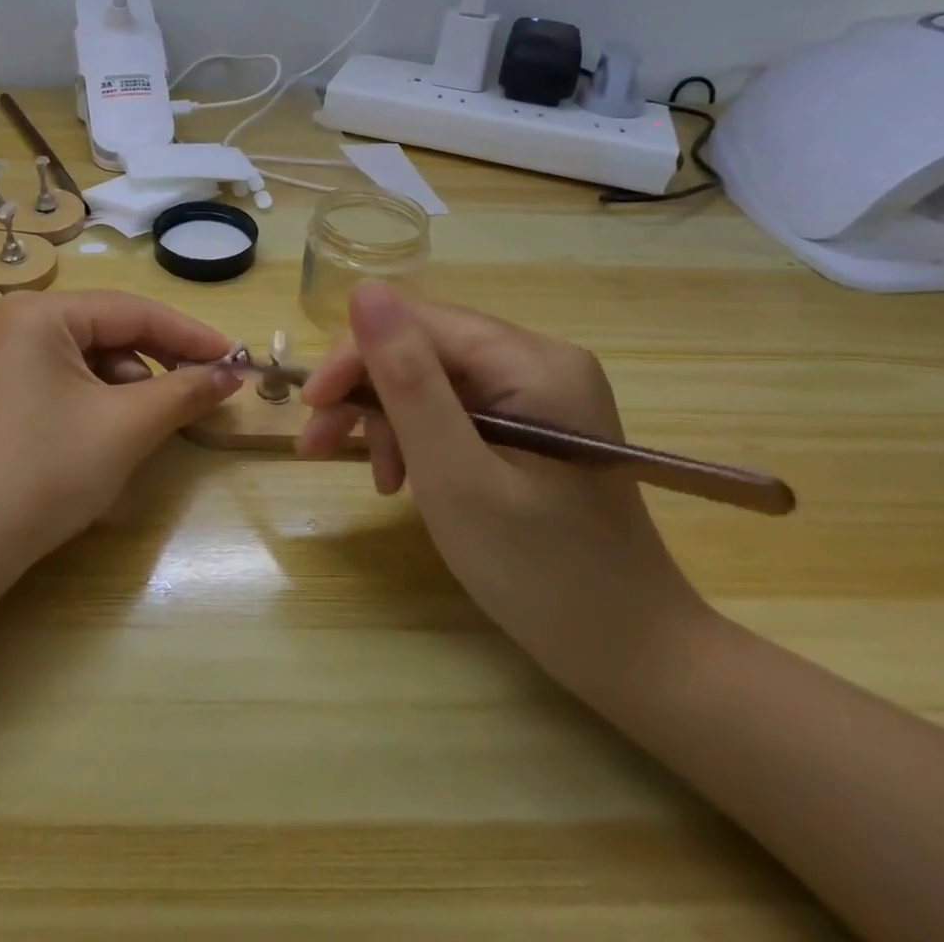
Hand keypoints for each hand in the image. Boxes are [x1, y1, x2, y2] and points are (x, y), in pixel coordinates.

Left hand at [0, 290, 241, 569]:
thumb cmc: (45, 471)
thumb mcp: (125, 427)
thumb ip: (184, 392)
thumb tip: (233, 374)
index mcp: (39, 313)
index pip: (132, 311)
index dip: (190, 334)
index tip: (236, 358)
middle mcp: (15, 321)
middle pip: (109, 331)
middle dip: (159, 363)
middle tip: (206, 390)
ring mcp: (1, 357)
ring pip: (89, 358)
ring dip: (130, 386)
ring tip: (150, 424)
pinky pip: (64, 379)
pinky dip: (98, 400)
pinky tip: (112, 432)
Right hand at [298, 282, 707, 700]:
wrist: (632, 655)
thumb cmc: (540, 572)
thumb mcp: (454, 474)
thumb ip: (407, 379)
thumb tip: (363, 289)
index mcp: (531, 361)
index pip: (416, 322)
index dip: (355, 356)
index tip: (311, 408)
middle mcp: (538, 359)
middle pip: (422, 348)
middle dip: (367, 393)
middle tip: (321, 446)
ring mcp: (539, 391)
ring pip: (432, 378)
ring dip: (388, 419)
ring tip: (376, 479)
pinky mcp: (532, 422)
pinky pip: (455, 408)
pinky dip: (419, 437)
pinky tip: (405, 478)